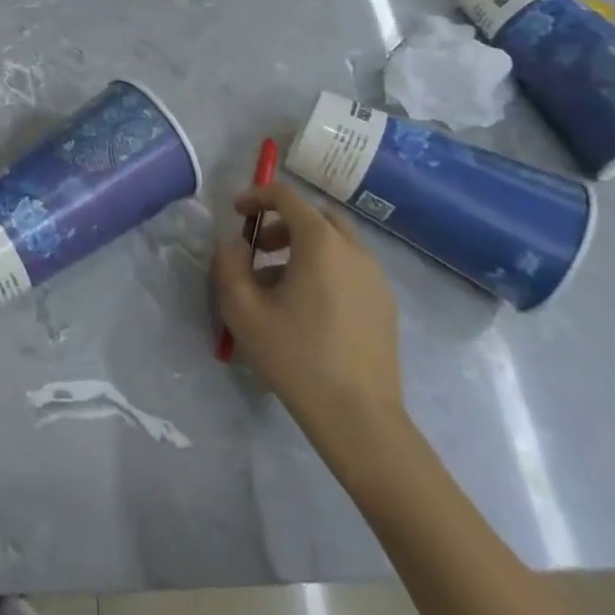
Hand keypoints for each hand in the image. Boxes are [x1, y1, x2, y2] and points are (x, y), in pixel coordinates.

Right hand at [213, 180, 405, 444]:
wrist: (359, 417)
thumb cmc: (296, 356)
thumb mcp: (243, 310)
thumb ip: (229, 265)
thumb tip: (234, 246)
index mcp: (321, 243)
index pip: (287, 197)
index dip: (257, 196)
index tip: (236, 213)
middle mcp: (354, 250)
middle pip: (317, 216)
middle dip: (283, 222)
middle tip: (259, 248)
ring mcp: (375, 278)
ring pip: (336, 243)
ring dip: (304, 248)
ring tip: (277, 286)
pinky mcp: (385, 304)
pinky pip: (351, 268)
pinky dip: (326, 269)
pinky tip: (308, 309)